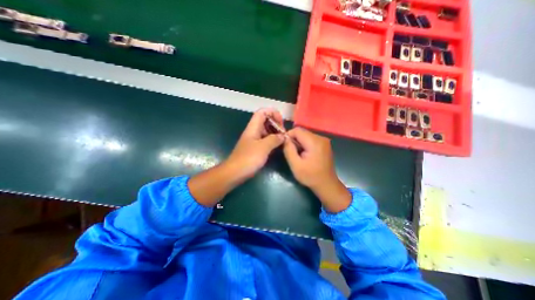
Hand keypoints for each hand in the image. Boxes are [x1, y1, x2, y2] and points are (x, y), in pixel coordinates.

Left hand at [224, 108, 285, 180]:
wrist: (235, 172)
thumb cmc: (248, 158)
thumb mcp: (263, 147)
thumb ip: (274, 139)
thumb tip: (283, 136)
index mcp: (253, 127)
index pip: (263, 112)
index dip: (273, 113)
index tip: (281, 123)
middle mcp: (253, 131)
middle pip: (265, 121)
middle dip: (276, 124)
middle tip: (284, 134)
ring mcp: (254, 140)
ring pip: (266, 131)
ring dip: (275, 133)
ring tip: (283, 140)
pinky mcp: (255, 148)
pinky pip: (266, 140)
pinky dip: (273, 141)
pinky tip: (278, 147)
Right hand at [282, 127, 354, 214]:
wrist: (326, 184)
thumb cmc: (310, 176)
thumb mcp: (295, 165)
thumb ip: (288, 150)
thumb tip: (285, 139)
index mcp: (314, 142)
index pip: (297, 130)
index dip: (288, 136)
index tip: (285, 146)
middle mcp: (321, 138)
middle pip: (302, 132)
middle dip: (294, 139)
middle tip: (291, 152)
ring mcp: (324, 140)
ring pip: (306, 135)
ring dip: (299, 142)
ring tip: (298, 154)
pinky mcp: (324, 144)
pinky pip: (310, 139)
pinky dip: (305, 144)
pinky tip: (304, 154)